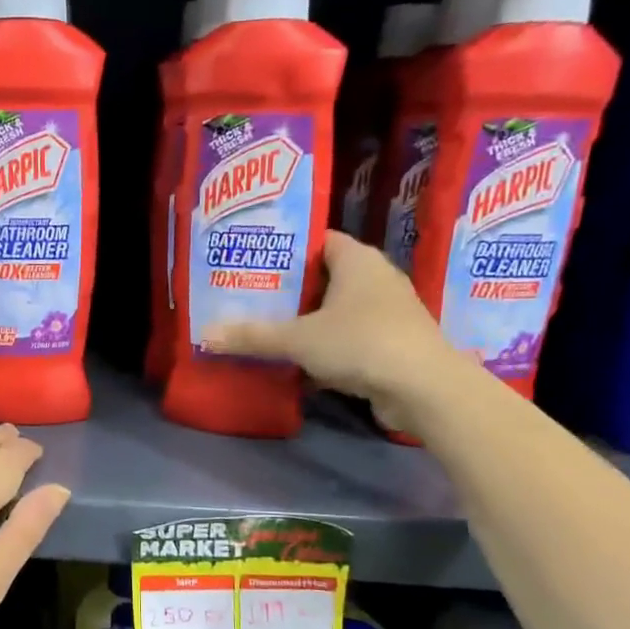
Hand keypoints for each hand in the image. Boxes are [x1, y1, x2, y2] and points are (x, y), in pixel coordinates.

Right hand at [201, 231, 475, 432]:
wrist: (423, 388)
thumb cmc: (360, 343)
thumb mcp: (298, 339)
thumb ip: (253, 336)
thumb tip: (205, 335)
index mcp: (357, 260)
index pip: (318, 240)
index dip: (287, 249)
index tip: (254, 261)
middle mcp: (376, 279)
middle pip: (324, 277)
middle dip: (290, 290)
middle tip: (250, 297)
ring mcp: (387, 313)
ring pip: (336, 311)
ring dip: (307, 322)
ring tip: (266, 329)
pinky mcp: (391, 344)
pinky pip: (348, 338)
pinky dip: (325, 347)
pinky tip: (297, 363)